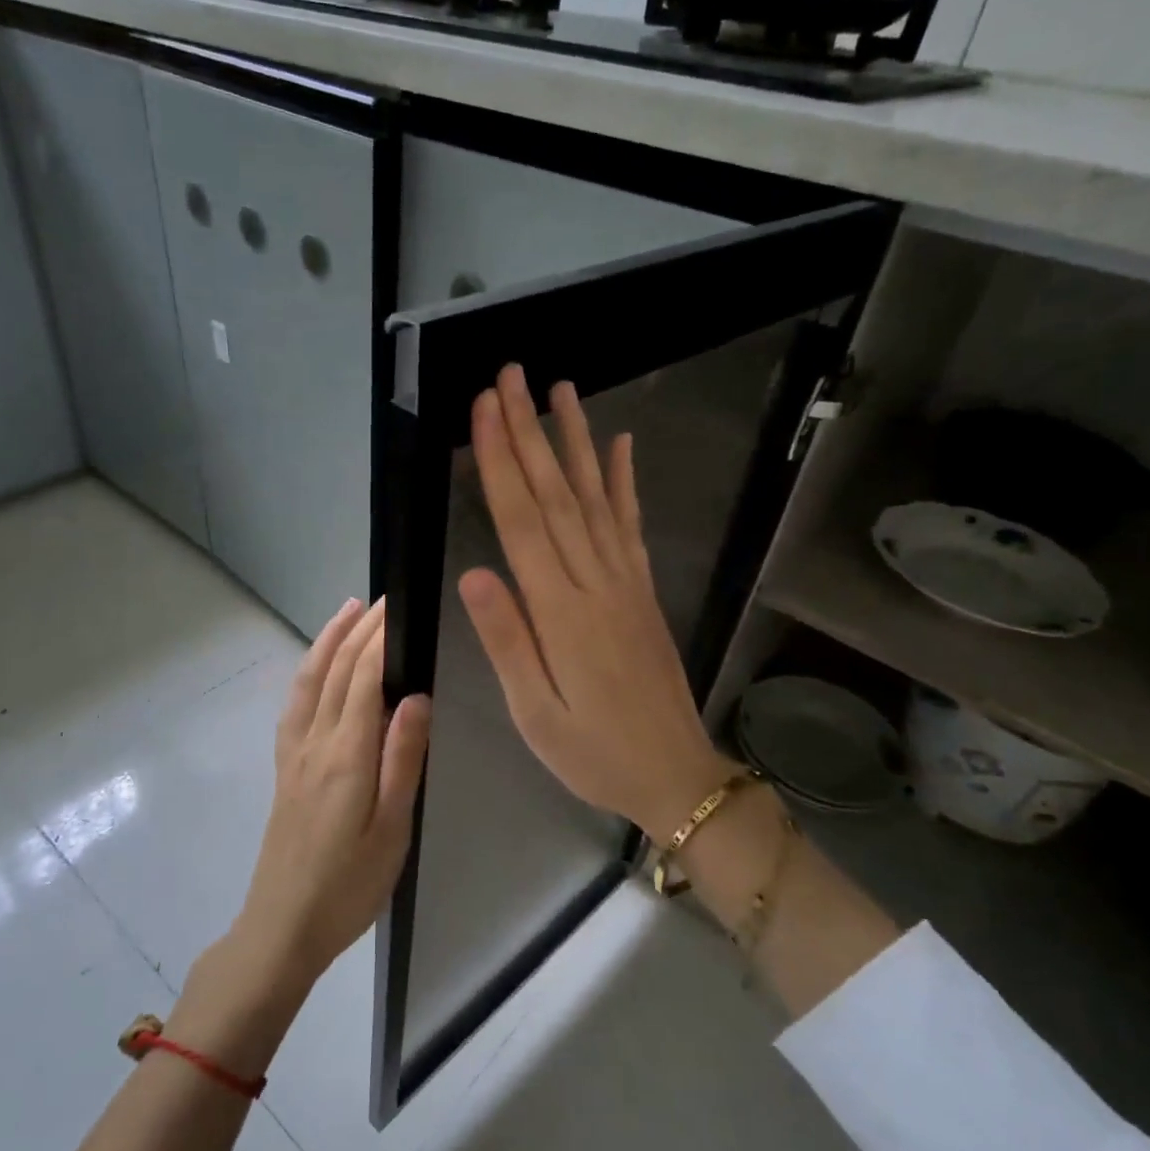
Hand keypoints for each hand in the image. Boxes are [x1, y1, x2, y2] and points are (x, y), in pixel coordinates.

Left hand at [230, 598, 431, 997]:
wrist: (282, 926)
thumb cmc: (349, 885)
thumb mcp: (392, 829)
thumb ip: (403, 759)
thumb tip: (417, 697)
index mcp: (347, 755)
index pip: (364, 678)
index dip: (380, 638)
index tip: (399, 605)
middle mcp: (316, 743)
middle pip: (337, 671)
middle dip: (360, 629)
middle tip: (385, 599)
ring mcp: (295, 754)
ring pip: (310, 681)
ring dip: (328, 640)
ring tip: (348, 610)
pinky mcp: (285, 768)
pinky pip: (295, 704)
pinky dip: (308, 672)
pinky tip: (318, 667)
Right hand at [459, 364, 735, 840]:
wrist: (674, 774)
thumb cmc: (593, 752)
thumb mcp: (535, 714)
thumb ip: (507, 641)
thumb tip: (474, 572)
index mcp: (560, 612)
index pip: (523, 521)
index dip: (501, 461)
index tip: (485, 409)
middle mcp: (595, 583)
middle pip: (557, 494)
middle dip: (530, 431)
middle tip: (512, 376)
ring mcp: (625, 582)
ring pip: (596, 498)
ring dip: (576, 441)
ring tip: (561, 390)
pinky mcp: (642, 590)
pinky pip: (631, 526)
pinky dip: (625, 482)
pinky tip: (620, 445)